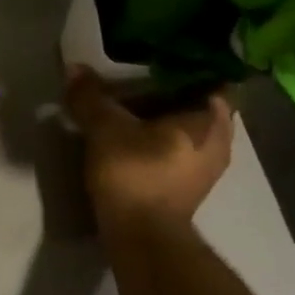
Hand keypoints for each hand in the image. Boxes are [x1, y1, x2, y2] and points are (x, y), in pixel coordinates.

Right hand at [63, 67, 233, 228]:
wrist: (142, 236)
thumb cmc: (135, 173)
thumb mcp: (105, 129)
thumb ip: (91, 97)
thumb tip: (74, 68)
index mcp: (211, 117)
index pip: (210, 75)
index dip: (185, 63)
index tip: (157, 57)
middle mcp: (220, 139)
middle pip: (198, 102)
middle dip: (170, 90)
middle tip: (137, 77)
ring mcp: (209, 166)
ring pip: (189, 127)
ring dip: (164, 117)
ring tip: (132, 105)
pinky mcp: (191, 186)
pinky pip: (181, 148)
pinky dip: (162, 139)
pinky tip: (136, 136)